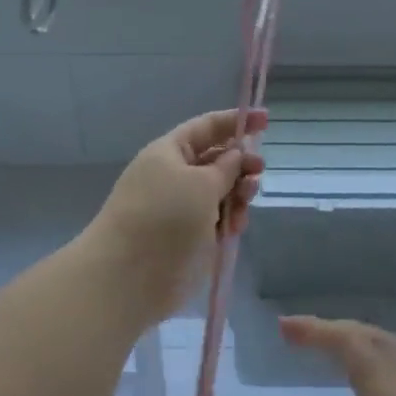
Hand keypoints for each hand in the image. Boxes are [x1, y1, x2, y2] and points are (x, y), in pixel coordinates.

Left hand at [83, 108, 265, 324]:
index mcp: (169, 152)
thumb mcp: (200, 184)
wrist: (128, 276)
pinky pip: (217, 218)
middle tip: (258, 172)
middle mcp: (174, 176)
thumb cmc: (164, 217)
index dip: (236, 121)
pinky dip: (230, 219)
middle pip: (216, 160)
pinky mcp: (189, 236)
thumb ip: (225, 168)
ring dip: (238, 194)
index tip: (267, 120)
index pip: (207, 127)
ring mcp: (181, 207)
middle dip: (240, 163)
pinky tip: (236, 228)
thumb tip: (236, 155)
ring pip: (220, 191)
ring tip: (245, 203)